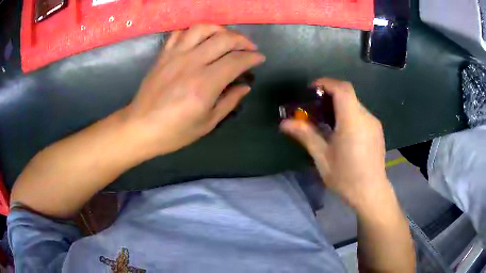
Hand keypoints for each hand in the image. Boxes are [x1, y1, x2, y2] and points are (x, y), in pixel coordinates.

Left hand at [125, 24, 265, 156]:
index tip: (259, 58)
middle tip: (249, 48)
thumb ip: (229, 101)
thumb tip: (244, 86)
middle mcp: (191, 63)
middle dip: (242, 41)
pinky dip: (194, 32)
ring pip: (202, 29)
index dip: (252, 57)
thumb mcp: (207, 123)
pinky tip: (200, 39)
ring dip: (220, 30)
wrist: (140, 127)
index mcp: (205, 84)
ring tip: (227, 38)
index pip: (236, 61)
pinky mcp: (163, 55)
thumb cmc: (174, 131)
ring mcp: (175, 56)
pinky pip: (180, 33)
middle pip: (223, 39)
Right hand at [280, 78, 389, 208]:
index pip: (342, 89)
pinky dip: (348, 114)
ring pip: (354, 104)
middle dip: (329, 95)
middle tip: (314, 108)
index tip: (311, 90)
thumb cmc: (346, 178)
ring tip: (326, 122)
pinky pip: (360, 114)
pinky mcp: (377, 130)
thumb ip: (305, 135)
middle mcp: (366, 117)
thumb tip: (284, 123)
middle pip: (347, 95)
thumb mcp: (322, 158)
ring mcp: (374, 123)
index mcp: (352, 122)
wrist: (371, 193)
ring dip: (338, 106)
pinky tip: (342, 132)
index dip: (326, 83)